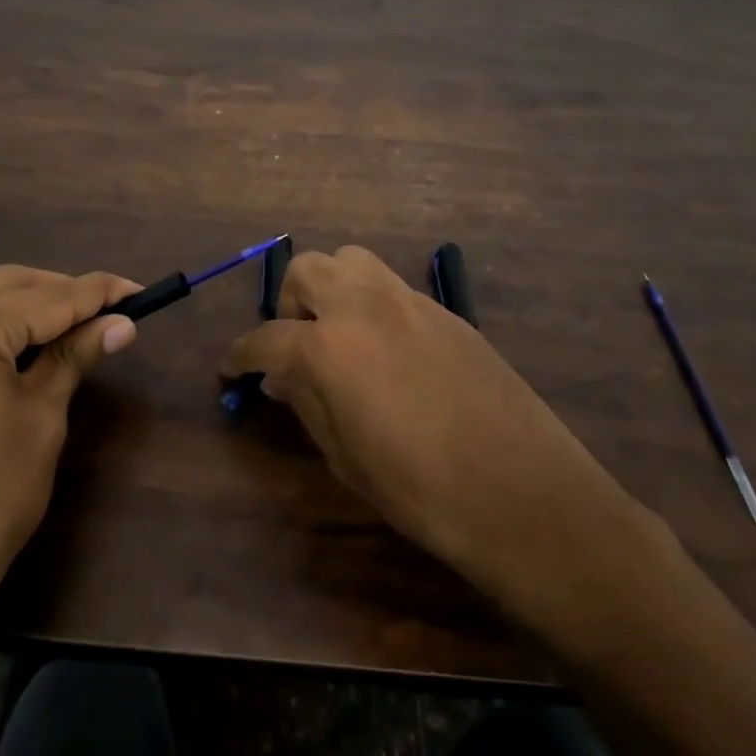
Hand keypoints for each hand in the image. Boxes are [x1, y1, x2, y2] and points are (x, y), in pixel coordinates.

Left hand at [0, 266, 138, 674]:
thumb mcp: (40, 417)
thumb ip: (75, 356)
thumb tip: (122, 324)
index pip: (45, 297)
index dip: (97, 293)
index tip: (139, 291)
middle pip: (8, 285)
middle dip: (61, 293)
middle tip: (110, 312)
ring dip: (29, 306)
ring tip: (77, 327)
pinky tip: (28, 345)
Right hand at [219, 246, 648, 610]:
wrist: (524, 494)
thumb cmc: (422, 491)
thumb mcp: (347, 458)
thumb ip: (307, 404)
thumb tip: (280, 377)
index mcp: (329, 347)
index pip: (265, 338)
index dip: (240, 356)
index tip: (232, 371)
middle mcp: (364, 307)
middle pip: (307, 270)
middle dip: (287, 302)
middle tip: (293, 345)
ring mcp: (410, 302)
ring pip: (352, 260)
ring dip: (331, 287)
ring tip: (337, 334)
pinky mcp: (447, 312)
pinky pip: (393, 287)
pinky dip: (372, 303)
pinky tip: (386, 349)